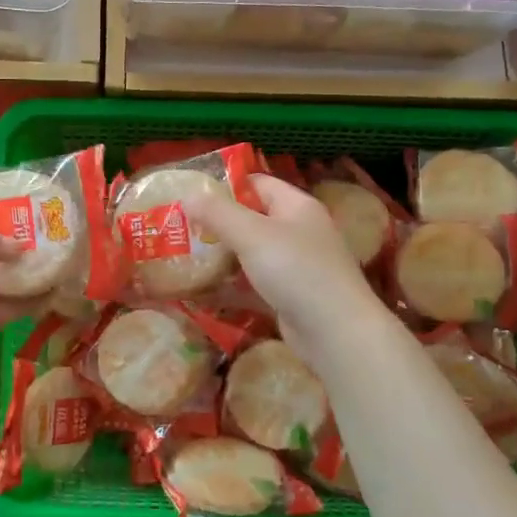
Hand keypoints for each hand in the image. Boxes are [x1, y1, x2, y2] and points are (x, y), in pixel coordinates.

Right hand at [189, 175, 389, 361]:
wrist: (336, 333)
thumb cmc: (296, 271)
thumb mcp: (252, 235)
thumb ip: (218, 213)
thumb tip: (188, 194)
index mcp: (296, 206)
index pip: (257, 183)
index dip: (224, 186)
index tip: (190, 197)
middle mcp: (299, 231)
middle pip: (252, 218)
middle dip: (218, 224)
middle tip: (179, 229)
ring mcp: (296, 266)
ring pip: (252, 253)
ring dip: (223, 255)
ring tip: (185, 258)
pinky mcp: (290, 296)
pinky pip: (255, 283)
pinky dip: (232, 285)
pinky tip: (204, 291)